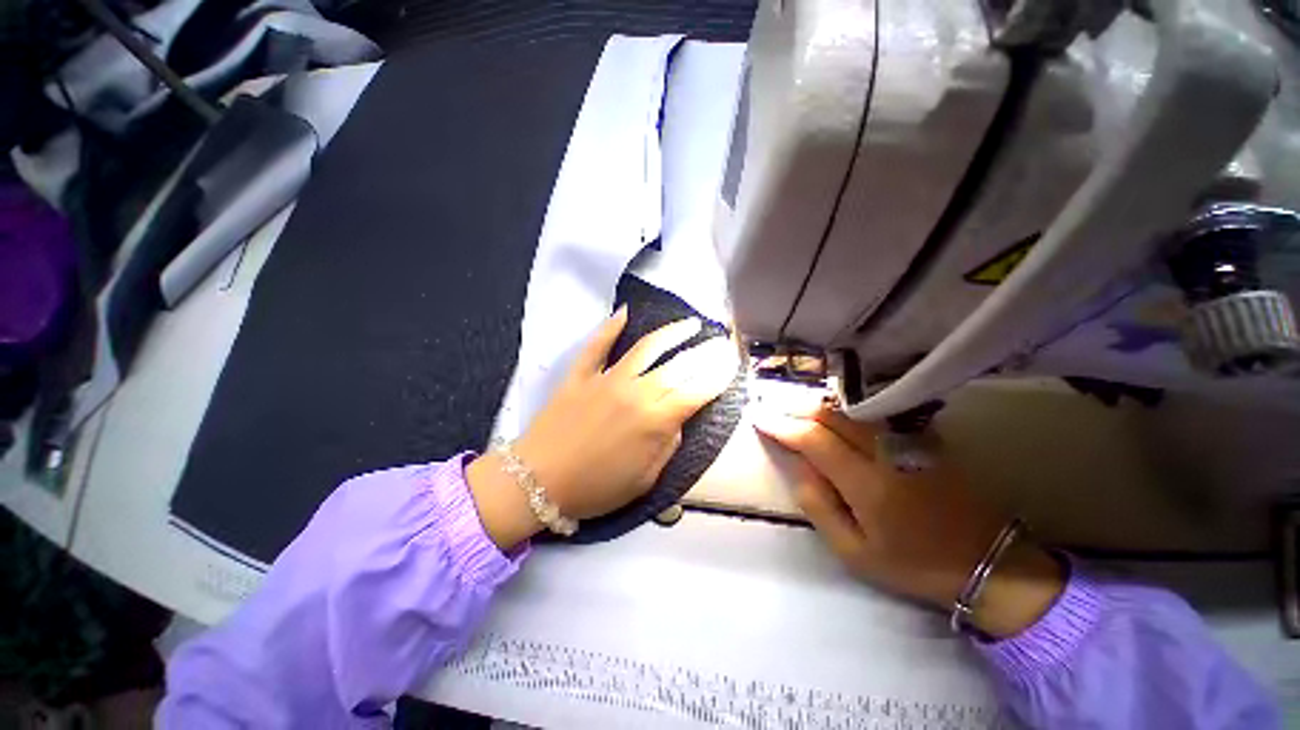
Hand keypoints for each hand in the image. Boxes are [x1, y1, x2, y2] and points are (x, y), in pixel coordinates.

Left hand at [467, 306, 738, 549]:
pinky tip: (625, 311)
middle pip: (679, 365)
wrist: (538, 481)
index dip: (719, 375)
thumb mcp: (645, 479)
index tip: (733, 362)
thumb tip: (677, 418)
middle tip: (721, 340)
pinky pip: (598, 344)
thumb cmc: (596, 488)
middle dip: (705, 350)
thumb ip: (668, 445)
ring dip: (672, 332)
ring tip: (690, 323)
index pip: (697, 390)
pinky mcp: (581, 374)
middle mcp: (636, 392)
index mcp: (655, 421)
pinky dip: (611, 326)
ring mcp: (607, 378)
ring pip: (646, 347)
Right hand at [753, 407, 1064, 637]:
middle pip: (830, 414)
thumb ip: (819, 506)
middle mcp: (886, 452)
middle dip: (794, 408)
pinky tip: (830, 412)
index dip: (781, 425)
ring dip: (816, 405)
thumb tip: (796, 467)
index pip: (813, 439)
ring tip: (792, 407)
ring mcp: (908, 440)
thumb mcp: (855, 552)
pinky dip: (843, 409)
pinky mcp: (923, 438)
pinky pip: (873, 413)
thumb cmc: (914, 564)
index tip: (758, 418)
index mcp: (867, 483)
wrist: (989, 563)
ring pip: (850, 408)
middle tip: (770, 407)